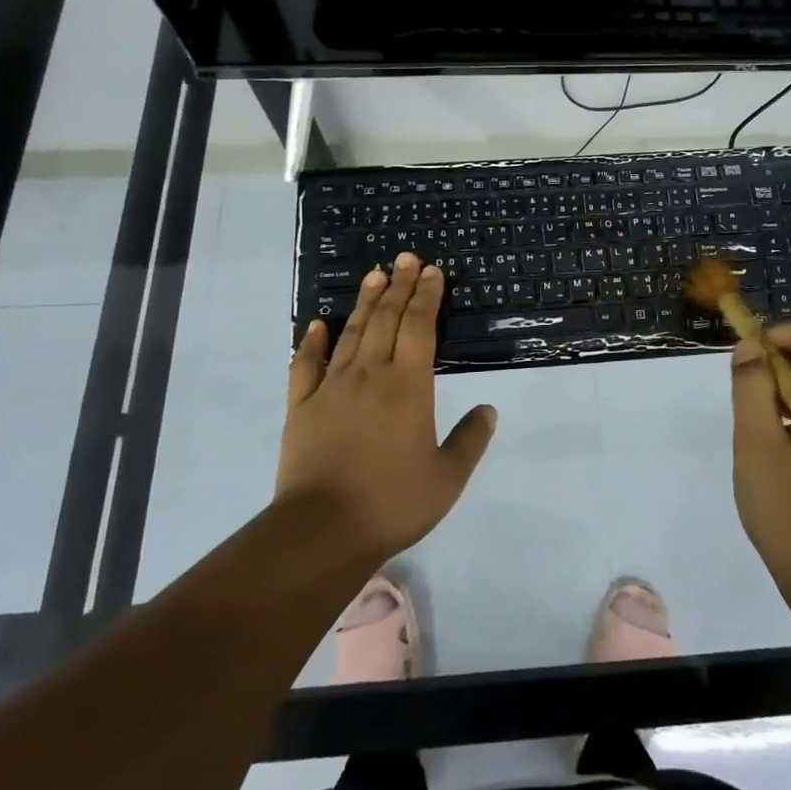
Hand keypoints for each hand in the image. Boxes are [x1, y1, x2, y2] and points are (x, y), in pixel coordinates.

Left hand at [277, 253, 496, 566]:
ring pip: (351, 333)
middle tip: (405, 258)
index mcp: (408, 386)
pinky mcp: (301, 407)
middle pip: (386, 319)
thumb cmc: (392, 502)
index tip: (432, 271)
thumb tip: (489, 409)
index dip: (426, 296)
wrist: (322, 530)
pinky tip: (318, 324)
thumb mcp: (447, 478)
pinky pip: (306, 365)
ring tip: (373, 274)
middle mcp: (370, 375)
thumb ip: (470, 440)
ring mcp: (331, 388)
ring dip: (365, 302)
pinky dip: (312, 342)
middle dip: (398, 286)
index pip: (419, 327)